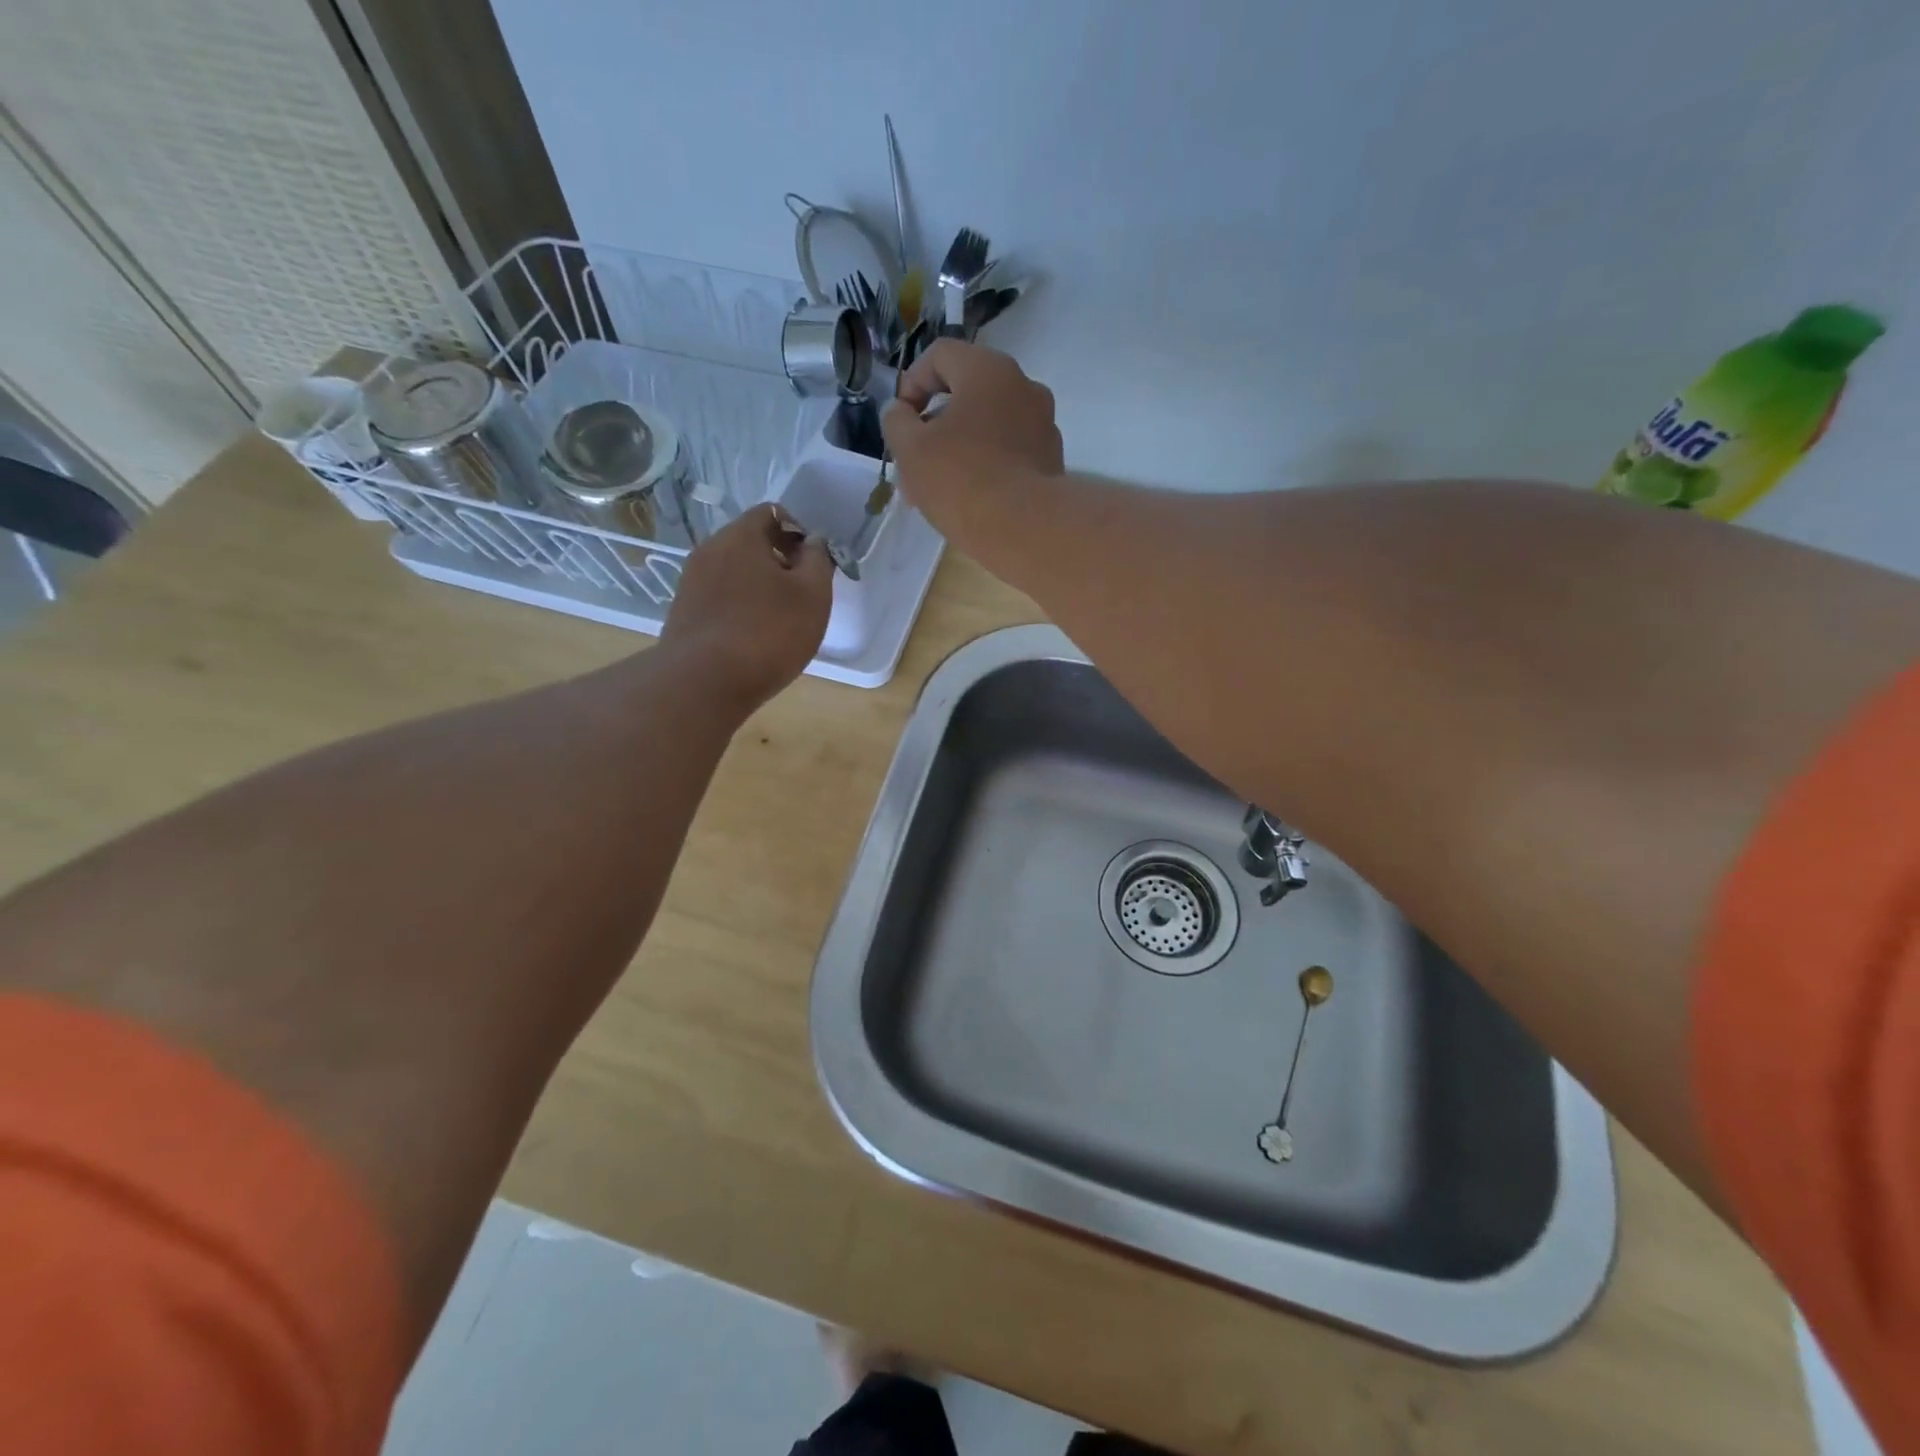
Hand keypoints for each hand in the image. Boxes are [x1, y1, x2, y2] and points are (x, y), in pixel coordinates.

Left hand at [660, 503, 832, 711]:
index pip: (773, 513)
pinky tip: (754, 638)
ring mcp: (691, 582)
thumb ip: (818, 561)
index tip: (815, 563)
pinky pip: (720, 598)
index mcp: (740, 536)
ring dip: (759, 587)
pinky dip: (740, 608)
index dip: (799, 531)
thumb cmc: (768, 633)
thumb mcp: (813, 595)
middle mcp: (709, 550)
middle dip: (780, 561)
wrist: (704, 683)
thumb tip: (812, 543)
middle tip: (803, 594)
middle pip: (751, 542)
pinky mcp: (684, 613)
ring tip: (780, 620)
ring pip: (734, 572)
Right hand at [881, 341, 1063, 533]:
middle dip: (933, 426)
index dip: (911, 383)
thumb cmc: (961, 479)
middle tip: (913, 462)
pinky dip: (985, 465)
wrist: (1024, 529)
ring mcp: (1043, 424)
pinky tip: (968, 499)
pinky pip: (1009, 451)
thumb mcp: (911, 450)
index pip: (940, 355)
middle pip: (966, 393)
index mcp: (988, 370)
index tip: (900, 421)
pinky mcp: (1051, 459)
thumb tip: (900, 411)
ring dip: (957, 449)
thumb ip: (896, 421)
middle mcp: (1023, 386)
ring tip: (935, 490)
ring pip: (987, 426)